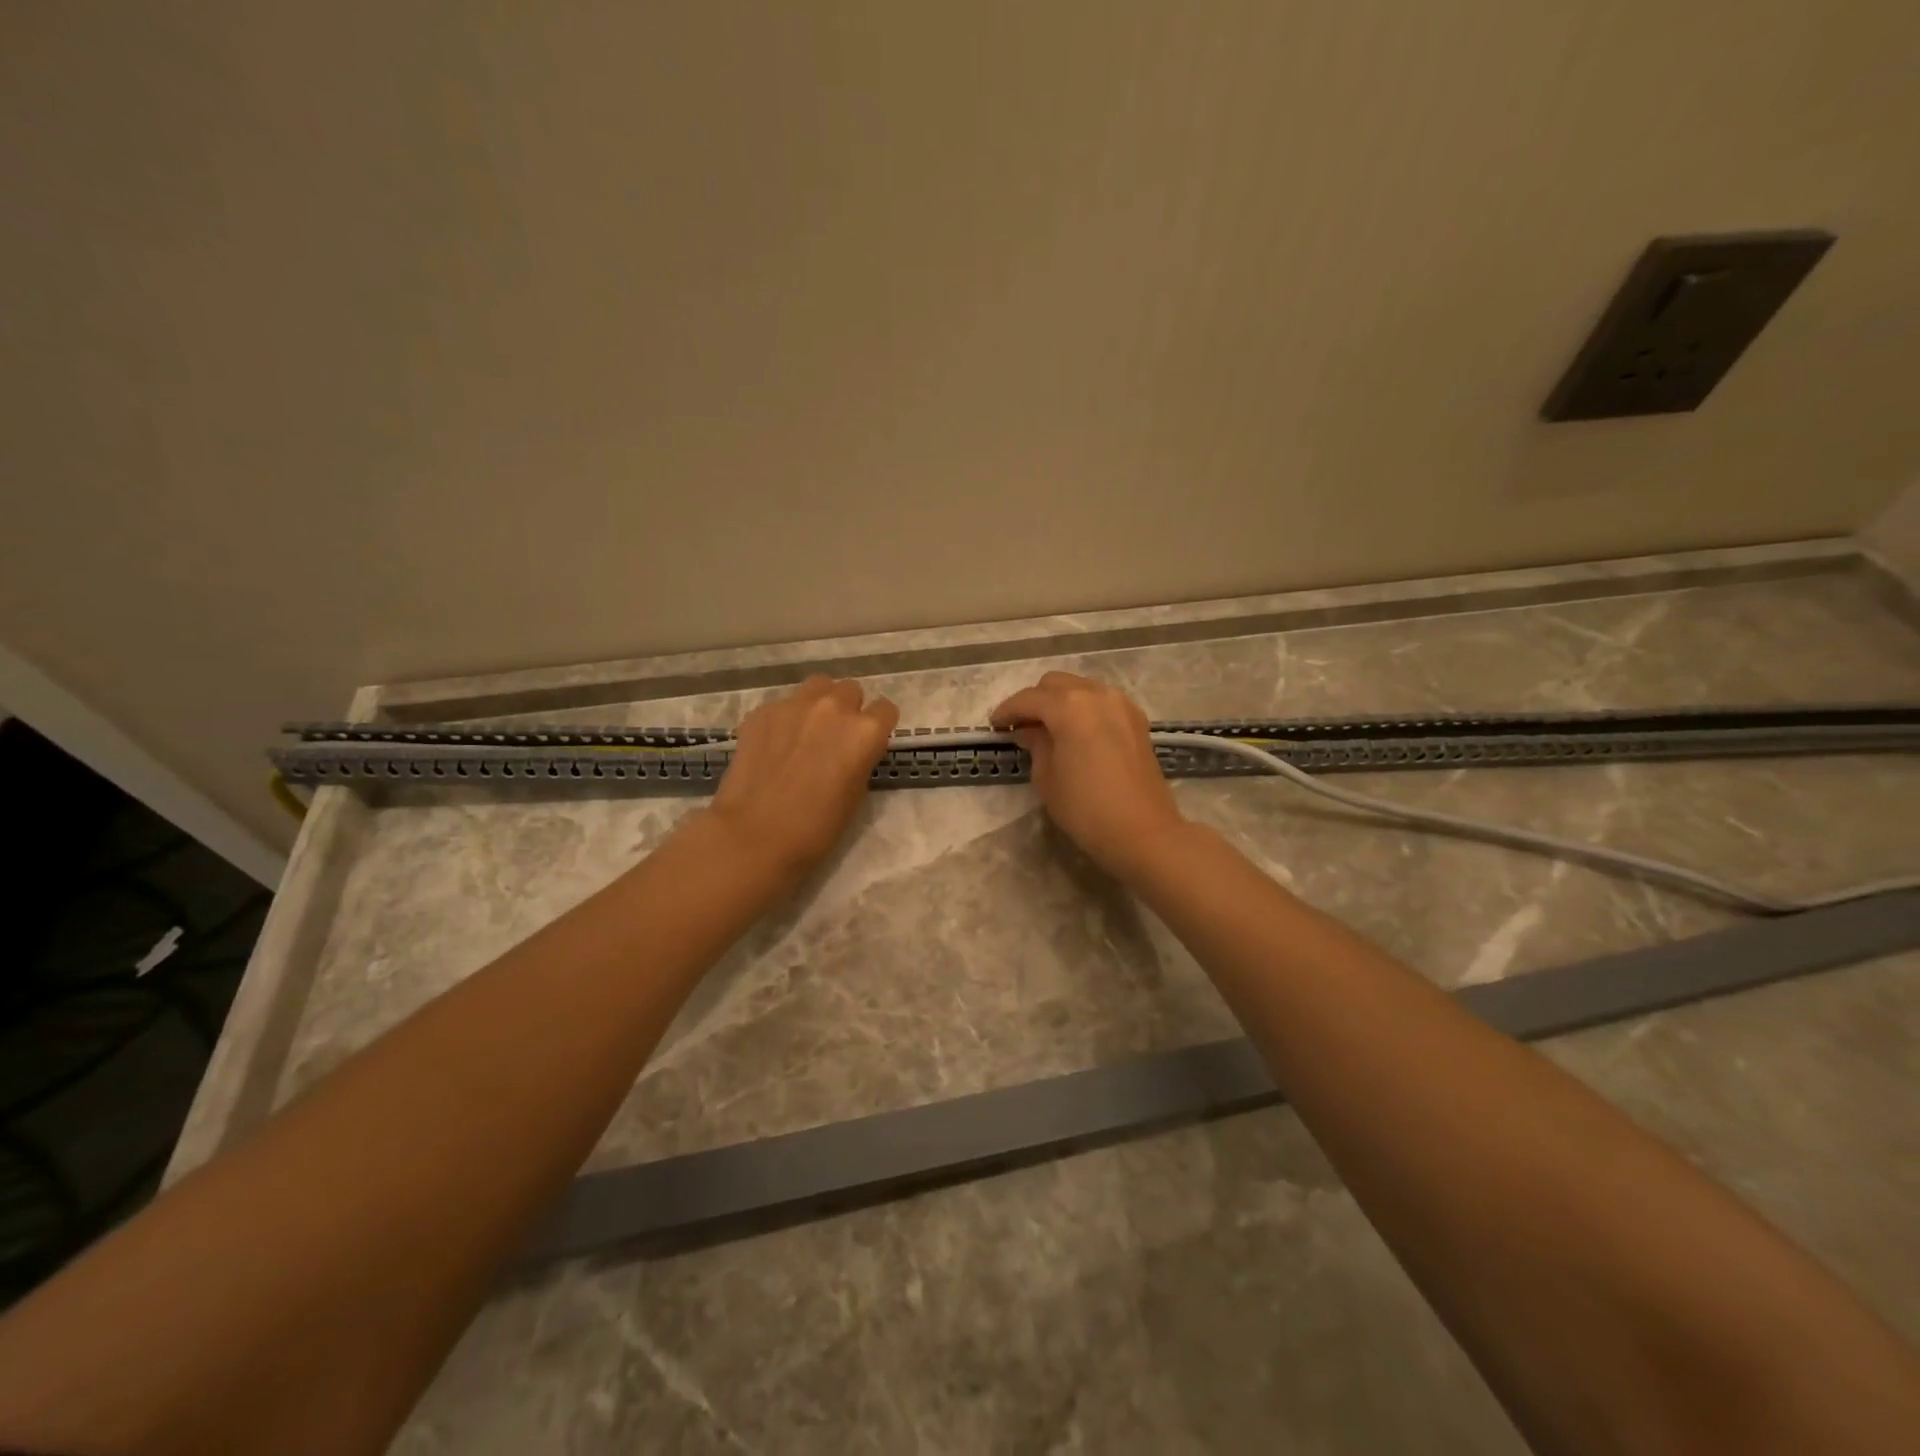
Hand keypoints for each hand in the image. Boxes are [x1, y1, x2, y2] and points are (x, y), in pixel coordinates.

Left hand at [708, 676, 899, 882]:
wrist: (754, 834)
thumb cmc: (816, 827)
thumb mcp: (855, 794)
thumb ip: (860, 759)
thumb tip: (852, 750)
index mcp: (864, 732)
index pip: (886, 709)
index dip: (879, 726)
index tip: (868, 743)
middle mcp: (833, 707)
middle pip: (851, 690)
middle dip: (849, 709)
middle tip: (836, 737)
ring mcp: (794, 705)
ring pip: (817, 686)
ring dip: (819, 703)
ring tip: (807, 730)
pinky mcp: (762, 712)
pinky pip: (782, 704)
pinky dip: (784, 719)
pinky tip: (774, 745)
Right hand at [990, 672, 1190, 880]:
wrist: (1143, 832)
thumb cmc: (1085, 808)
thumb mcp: (1047, 778)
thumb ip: (1036, 745)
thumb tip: (1029, 731)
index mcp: (1070, 706)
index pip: (1029, 699)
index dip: (1007, 711)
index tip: (994, 725)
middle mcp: (1097, 694)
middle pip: (1056, 684)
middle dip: (1034, 701)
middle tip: (1021, 726)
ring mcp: (1121, 704)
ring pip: (1081, 689)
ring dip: (1060, 702)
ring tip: (1048, 729)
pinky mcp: (1137, 720)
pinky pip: (1101, 702)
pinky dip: (1084, 709)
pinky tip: (1076, 733)